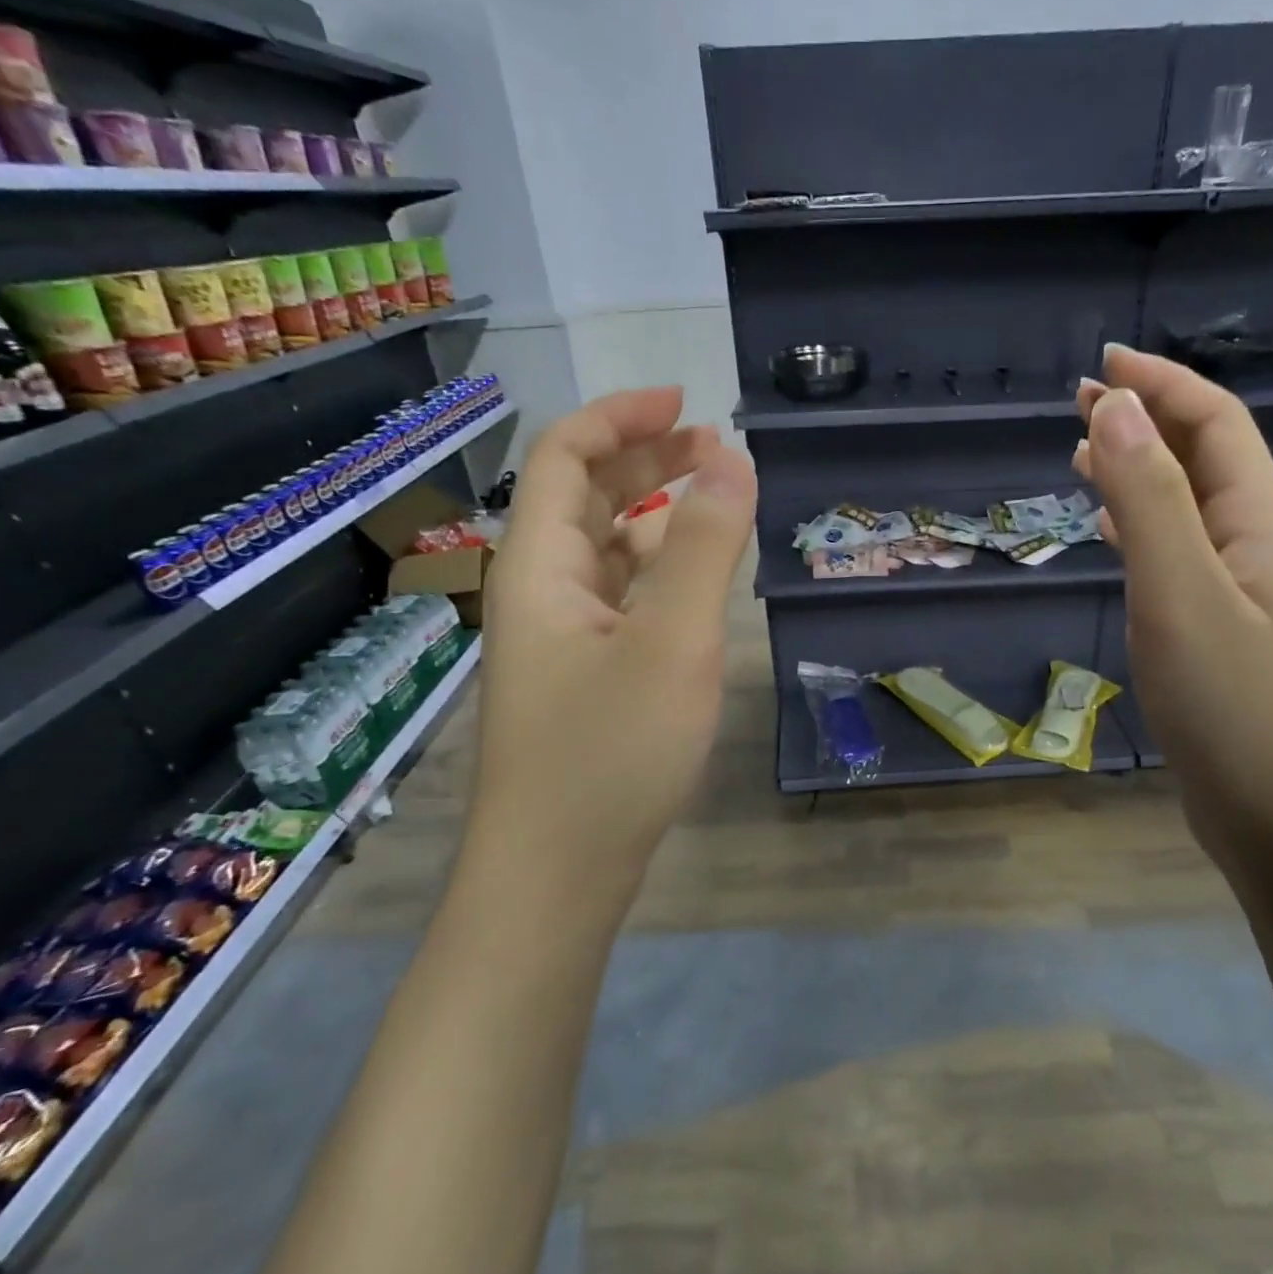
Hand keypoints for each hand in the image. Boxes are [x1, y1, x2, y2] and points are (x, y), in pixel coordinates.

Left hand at [472, 386, 755, 907]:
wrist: (557, 873)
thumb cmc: (611, 752)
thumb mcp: (672, 641)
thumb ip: (705, 547)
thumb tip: (732, 458)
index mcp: (540, 567)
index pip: (566, 456)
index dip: (621, 417)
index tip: (686, 401)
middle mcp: (540, 593)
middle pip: (583, 499)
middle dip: (645, 461)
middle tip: (715, 449)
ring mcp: (559, 640)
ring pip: (603, 552)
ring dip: (654, 516)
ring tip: (714, 507)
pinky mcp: (582, 679)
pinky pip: (618, 600)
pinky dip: (656, 573)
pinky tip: (692, 585)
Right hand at [1075, 344, 1272, 865]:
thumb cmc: (1233, 708)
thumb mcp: (1182, 596)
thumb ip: (1150, 502)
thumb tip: (1114, 410)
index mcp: (1259, 524)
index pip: (1216, 424)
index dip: (1162, 384)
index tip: (1103, 364)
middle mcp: (1256, 547)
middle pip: (1204, 458)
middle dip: (1147, 419)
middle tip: (1082, 402)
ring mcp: (1239, 594)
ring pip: (1187, 508)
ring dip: (1141, 471)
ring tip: (1086, 455)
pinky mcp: (1217, 634)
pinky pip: (1176, 556)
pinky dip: (1140, 529)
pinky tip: (1115, 534)